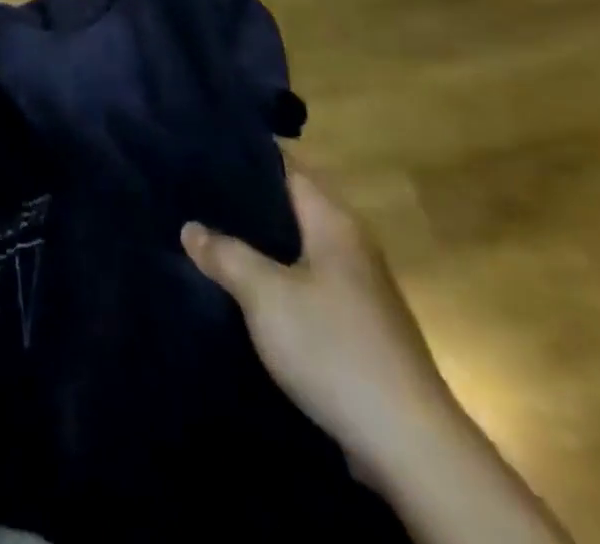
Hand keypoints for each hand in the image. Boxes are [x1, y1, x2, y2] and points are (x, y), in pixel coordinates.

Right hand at [182, 155, 458, 477]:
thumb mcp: (265, 295)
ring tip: (207, 238)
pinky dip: (274, 281)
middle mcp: (349, 245)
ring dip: (257, 246)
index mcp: (334, 221)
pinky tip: (241, 290)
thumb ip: (225, 254)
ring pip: (295, 250)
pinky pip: (304, 285)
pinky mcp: (355, 328)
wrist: (409, 447)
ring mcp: (357, 288)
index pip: (286, 167)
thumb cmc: (333, 349)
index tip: (202, 151)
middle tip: (193, 196)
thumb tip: (190, 227)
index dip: (245, 156)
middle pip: (289, 208)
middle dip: (244, 204)